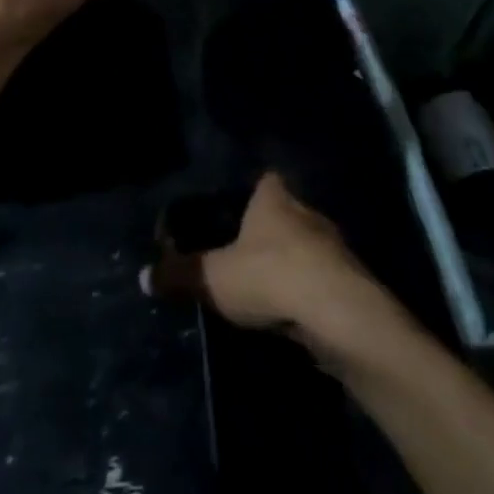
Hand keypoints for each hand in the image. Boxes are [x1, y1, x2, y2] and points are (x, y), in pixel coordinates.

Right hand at [145, 173, 386, 358]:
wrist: (339, 314)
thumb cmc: (270, 275)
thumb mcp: (214, 277)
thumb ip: (180, 274)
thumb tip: (142, 276)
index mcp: (275, 198)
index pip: (265, 180)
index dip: (252, 191)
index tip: (235, 208)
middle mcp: (307, 212)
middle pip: (286, 213)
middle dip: (269, 231)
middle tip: (244, 253)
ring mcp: (334, 247)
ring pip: (307, 248)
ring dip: (292, 265)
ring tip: (267, 288)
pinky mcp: (350, 282)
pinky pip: (322, 280)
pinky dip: (309, 293)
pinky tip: (293, 314)